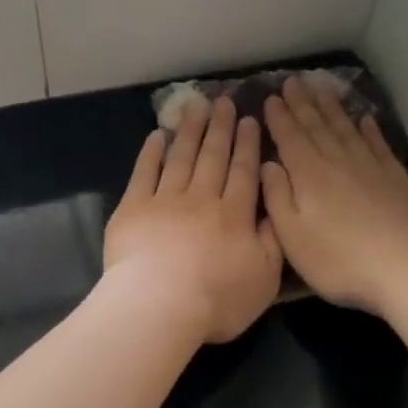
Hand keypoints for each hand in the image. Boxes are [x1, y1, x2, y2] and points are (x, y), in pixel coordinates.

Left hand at [105, 96, 283, 344]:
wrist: (159, 306)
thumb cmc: (217, 299)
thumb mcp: (264, 278)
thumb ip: (272, 241)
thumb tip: (274, 210)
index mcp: (235, 215)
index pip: (244, 172)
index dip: (247, 144)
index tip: (249, 120)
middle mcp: (202, 199)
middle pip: (213, 157)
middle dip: (221, 128)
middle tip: (224, 101)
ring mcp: (165, 200)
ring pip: (181, 157)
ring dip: (190, 130)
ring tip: (196, 106)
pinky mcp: (133, 208)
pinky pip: (144, 172)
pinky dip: (151, 152)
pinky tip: (157, 135)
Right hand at [260, 76, 407, 314]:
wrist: (406, 266)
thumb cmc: (339, 259)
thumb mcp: (292, 237)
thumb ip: (277, 197)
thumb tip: (267, 164)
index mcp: (308, 176)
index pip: (290, 138)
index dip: (279, 117)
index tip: (271, 96)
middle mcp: (337, 162)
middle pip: (317, 126)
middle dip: (303, 103)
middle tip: (293, 81)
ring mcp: (370, 167)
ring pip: (345, 129)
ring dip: (331, 108)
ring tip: (321, 88)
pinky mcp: (395, 177)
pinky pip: (377, 144)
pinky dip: (369, 129)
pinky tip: (364, 118)